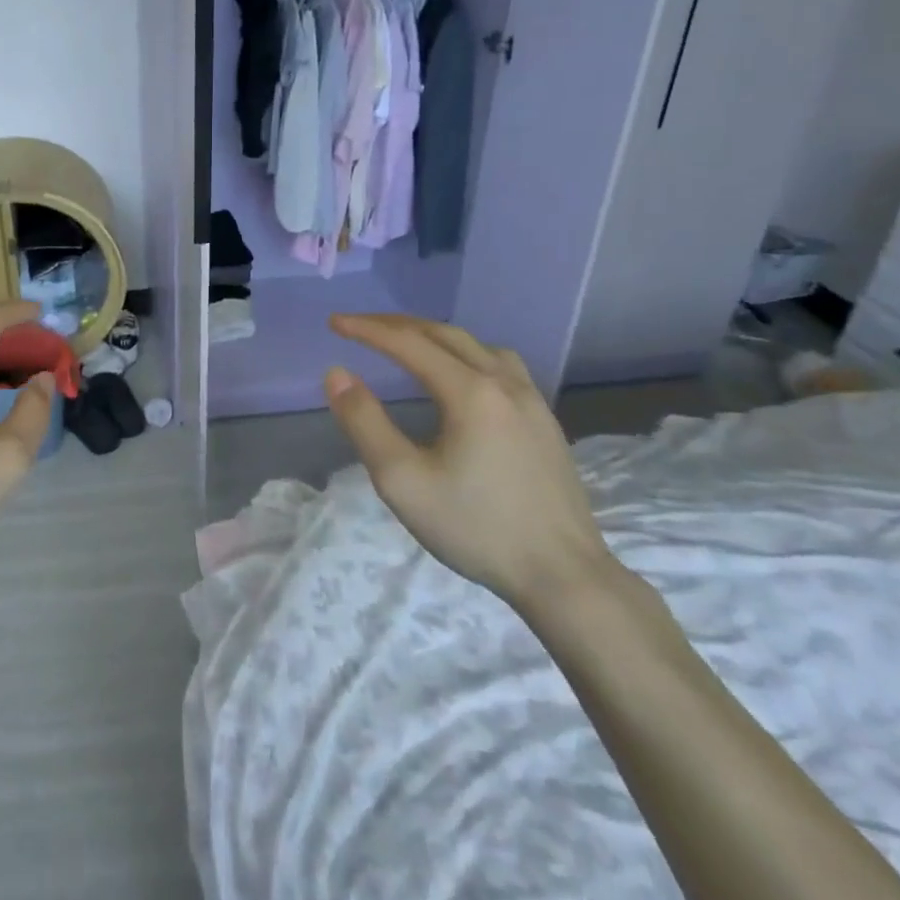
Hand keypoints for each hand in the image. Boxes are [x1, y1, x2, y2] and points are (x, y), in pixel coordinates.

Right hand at [324, 314, 615, 611]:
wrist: (564, 577)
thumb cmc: (476, 528)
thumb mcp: (402, 481)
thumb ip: (365, 423)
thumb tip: (337, 374)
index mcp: (470, 392)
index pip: (408, 343)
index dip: (367, 330)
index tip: (334, 322)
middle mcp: (504, 383)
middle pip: (444, 334)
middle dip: (396, 325)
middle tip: (360, 326)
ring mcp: (531, 400)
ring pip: (477, 345)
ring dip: (434, 335)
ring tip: (406, 342)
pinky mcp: (545, 421)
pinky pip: (500, 364)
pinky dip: (465, 353)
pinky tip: (460, 375)